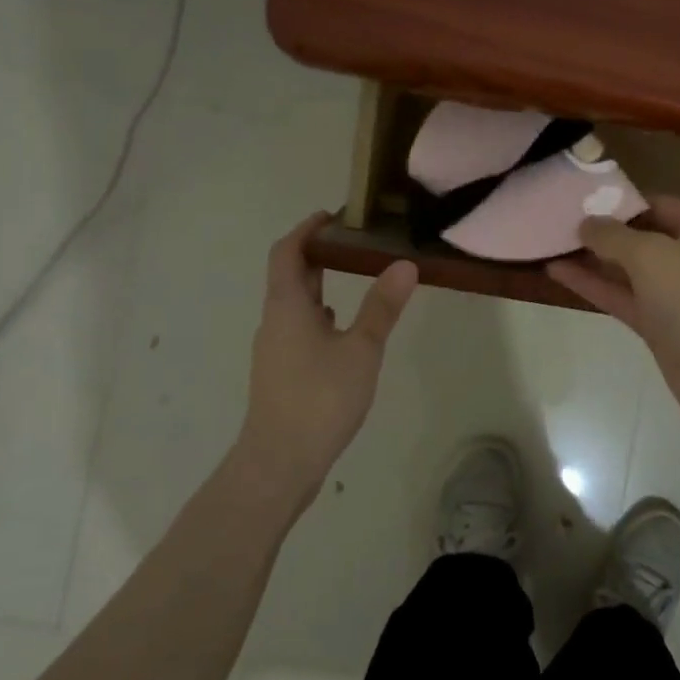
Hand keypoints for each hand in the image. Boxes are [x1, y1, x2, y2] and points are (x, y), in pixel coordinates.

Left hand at [236, 212, 417, 506]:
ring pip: (296, 305)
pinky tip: (343, 331)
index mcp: (287, 306)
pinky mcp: (282, 374)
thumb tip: (405, 264)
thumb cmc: (319, 398)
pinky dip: (320, 317)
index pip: (288, 252)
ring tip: (356, 278)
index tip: (334, 216)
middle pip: (290, 276)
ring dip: (320, 285)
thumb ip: (382, 307)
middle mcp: (275, 321)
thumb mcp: (361, 350)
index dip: (307, 229)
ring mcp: (275, 350)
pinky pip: (300, 330)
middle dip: (319, 255)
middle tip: (355, 242)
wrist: (279, 463)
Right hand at [548, 196, 679, 437]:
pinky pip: (624, 297)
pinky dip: (595, 286)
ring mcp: (677, 294)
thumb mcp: (651, 255)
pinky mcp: (661, 325)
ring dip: (593, 259)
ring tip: (550, 244)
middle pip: (642, 236)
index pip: (657, 204)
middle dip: (602, 231)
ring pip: (629, 269)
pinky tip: (558, 273)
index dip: (619, 201)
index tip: (579, 199)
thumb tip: (586, 223)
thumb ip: (613, 236)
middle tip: (556, 221)